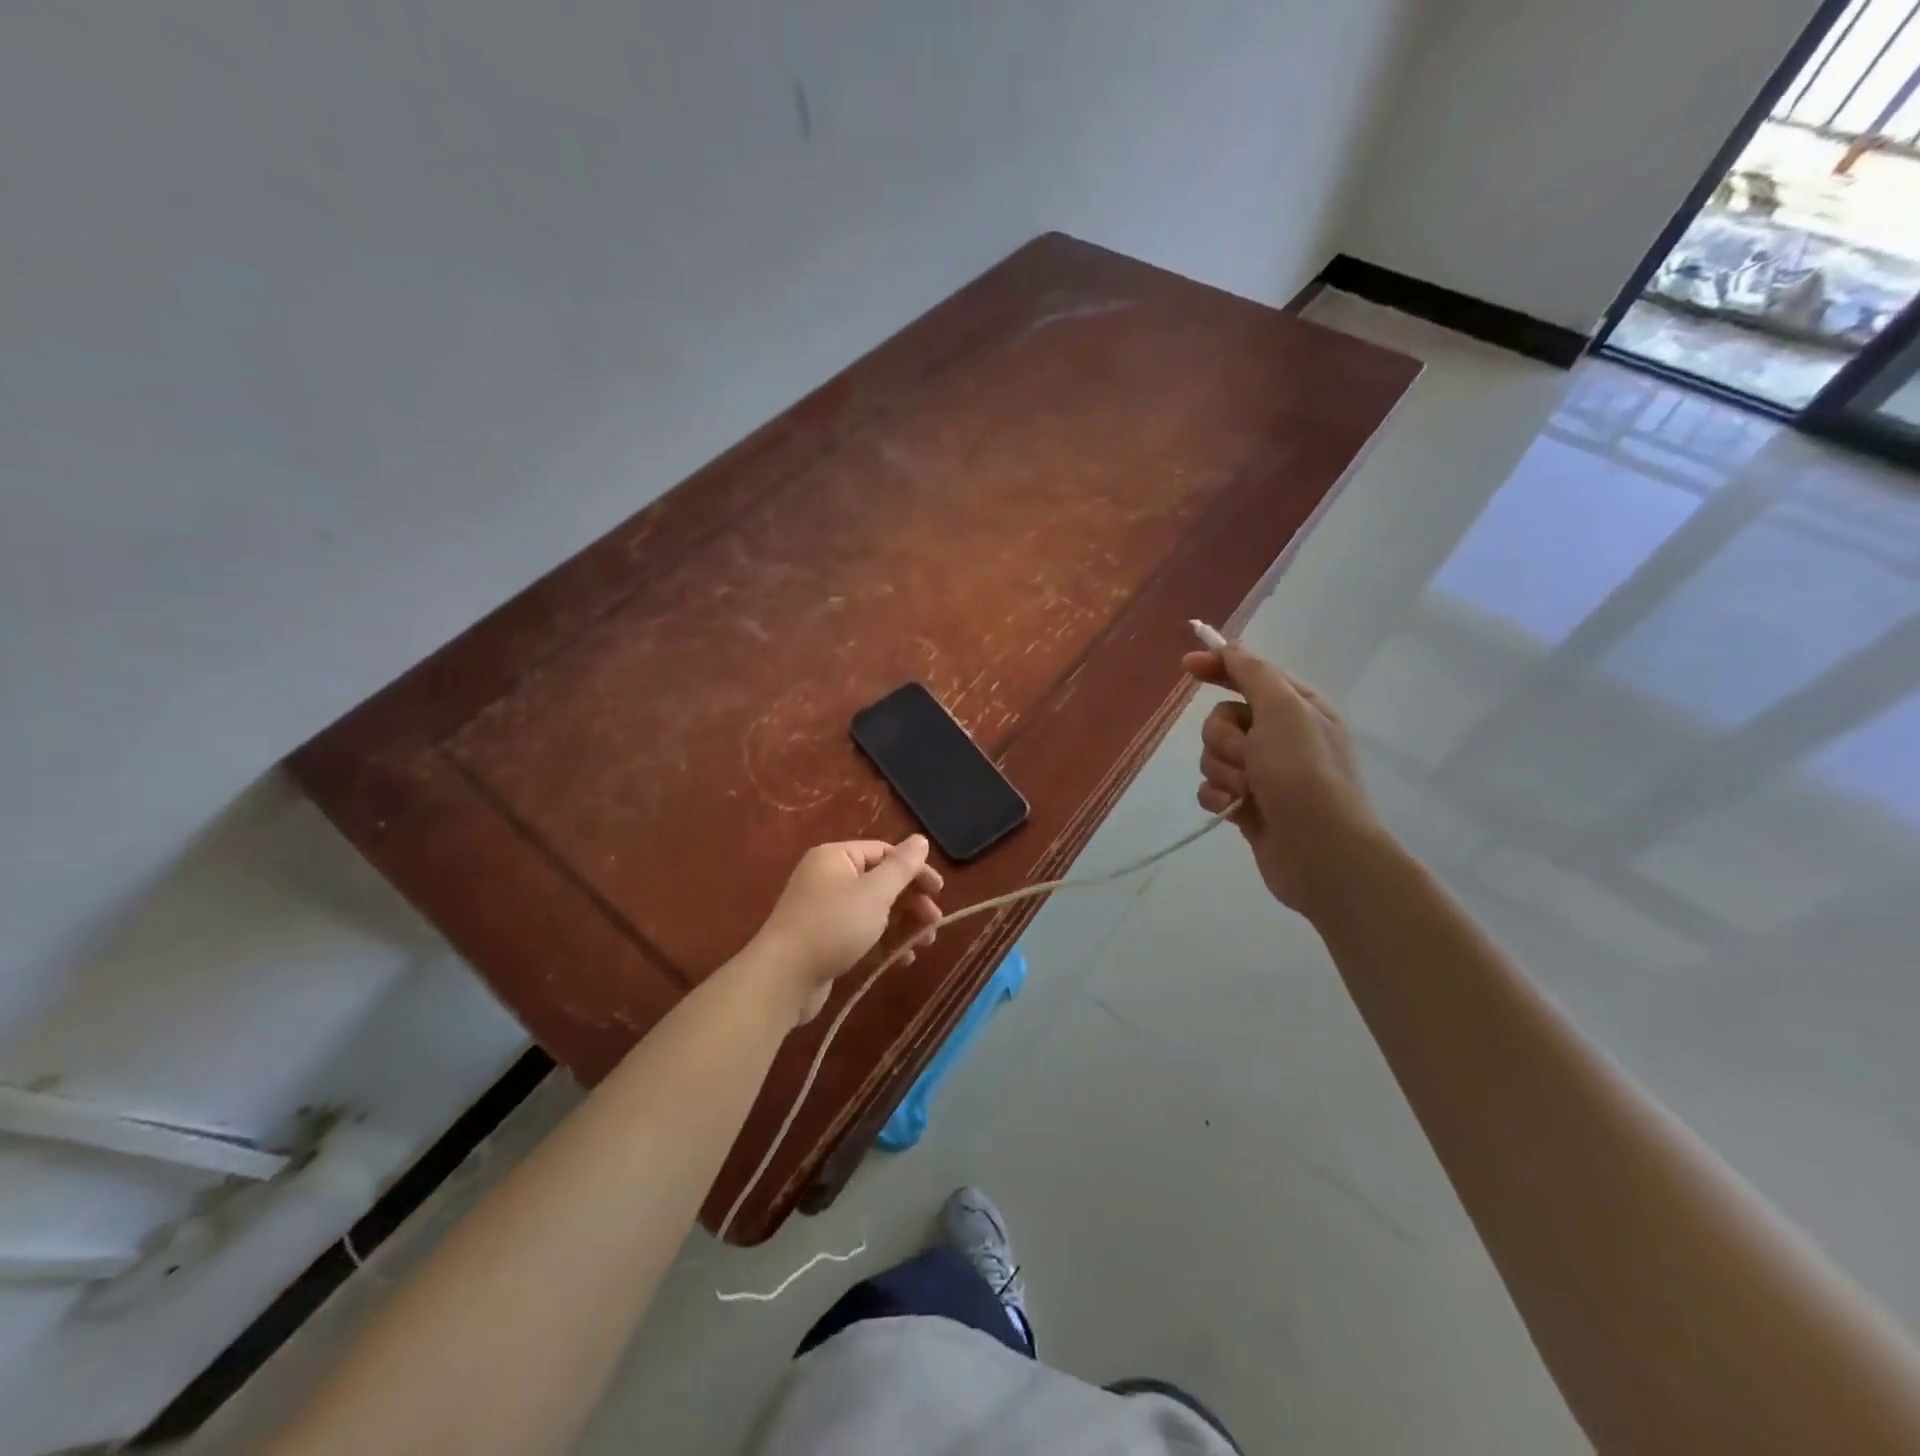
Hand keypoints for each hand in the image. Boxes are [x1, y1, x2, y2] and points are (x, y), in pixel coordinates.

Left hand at [749, 837, 943, 1024]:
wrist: (782, 978)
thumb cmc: (832, 926)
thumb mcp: (874, 893)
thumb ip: (902, 867)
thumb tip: (920, 839)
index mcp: (836, 857)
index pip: (884, 853)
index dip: (915, 870)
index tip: (939, 892)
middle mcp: (828, 878)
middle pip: (880, 883)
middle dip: (911, 903)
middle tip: (934, 924)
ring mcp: (824, 911)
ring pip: (873, 911)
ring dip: (902, 926)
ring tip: (923, 945)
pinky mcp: (824, 941)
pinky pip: (861, 934)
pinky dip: (883, 943)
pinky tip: (902, 960)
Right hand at [1181, 643, 1384, 915]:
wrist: (1322, 853)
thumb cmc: (1305, 774)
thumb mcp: (1284, 711)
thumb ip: (1254, 675)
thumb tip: (1232, 648)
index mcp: (1298, 708)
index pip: (1249, 674)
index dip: (1218, 666)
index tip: (1186, 666)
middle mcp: (1281, 737)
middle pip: (1223, 719)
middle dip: (1224, 738)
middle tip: (1249, 756)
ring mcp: (1264, 774)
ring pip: (1213, 755)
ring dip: (1224, 771)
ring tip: (1249, 791)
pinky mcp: (1248, 805)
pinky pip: (1212, 788)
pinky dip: (1218, 797)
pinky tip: (1235, 810)